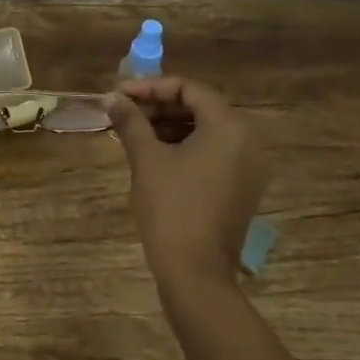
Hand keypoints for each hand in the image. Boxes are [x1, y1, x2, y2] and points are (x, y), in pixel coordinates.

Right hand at [106, 76, 268, 289]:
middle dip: (158, 106)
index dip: (150, 87)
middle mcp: (246, 141)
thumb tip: (112, 98)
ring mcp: (247, 167)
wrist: (195, 272)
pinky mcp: (240, 188)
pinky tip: (151, 153)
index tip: (119, 95)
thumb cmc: (171, 207)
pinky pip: (211, 152)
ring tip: (131, 131)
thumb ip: (130, 121)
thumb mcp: (146, 158)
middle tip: (123, 112)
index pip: (189, 88)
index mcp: (229, 127)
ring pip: (204, 130)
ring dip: (167, 126)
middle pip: (199, 107)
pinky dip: (182, 146)